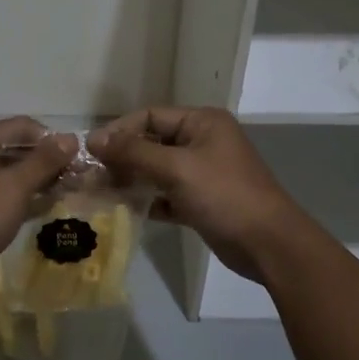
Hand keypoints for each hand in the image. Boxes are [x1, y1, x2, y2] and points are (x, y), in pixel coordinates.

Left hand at [0, 117, 76, 303]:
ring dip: (38, 182)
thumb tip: (71, 138)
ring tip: (69, 193)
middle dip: (47, 162)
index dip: (51, 139)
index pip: (21, 127)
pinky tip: (45, 209)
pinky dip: (22, 200)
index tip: (79, 159)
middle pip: (15, 150)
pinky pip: (0, 197)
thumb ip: (44, 162)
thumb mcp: (13, 188)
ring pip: (9, 176)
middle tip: (79, 178)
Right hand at [88, 107, 304, 283]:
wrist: (268, 243)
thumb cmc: (224, 195)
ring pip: (158, 169)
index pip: (150, 115)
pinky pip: (167, 193)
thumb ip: (134, 152)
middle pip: (152, 141)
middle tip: (92, 174)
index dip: (119, 130)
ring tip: (102, 192)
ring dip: (132, 178)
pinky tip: (126, 209)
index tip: (90, 151)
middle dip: (123, 156)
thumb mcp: (177, 168)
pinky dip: (149, 199)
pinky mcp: (202, 200)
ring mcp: (203, 172)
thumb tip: (94, 139)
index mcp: (202, 122)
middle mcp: (203, 141)